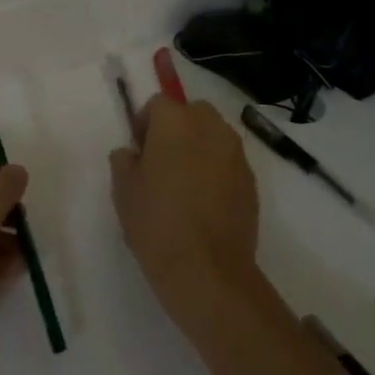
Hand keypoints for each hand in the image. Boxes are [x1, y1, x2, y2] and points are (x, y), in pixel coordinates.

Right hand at [110, 97, 258, 315]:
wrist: (207, 271)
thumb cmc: (156, 222)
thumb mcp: (123, 189)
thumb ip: (124, 160)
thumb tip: (133, 154)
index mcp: (175, 122)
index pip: (158, 103)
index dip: (145, 123)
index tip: (139, 151)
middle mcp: (210, 128)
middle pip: (192, 112)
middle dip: (177, 128)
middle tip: (162, 162)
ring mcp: (236, 154)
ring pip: (214, 135)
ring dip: (199, 147)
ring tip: (185, 183)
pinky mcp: (252, 181)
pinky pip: (229, 162)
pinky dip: (217, 171)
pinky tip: (204, 203)